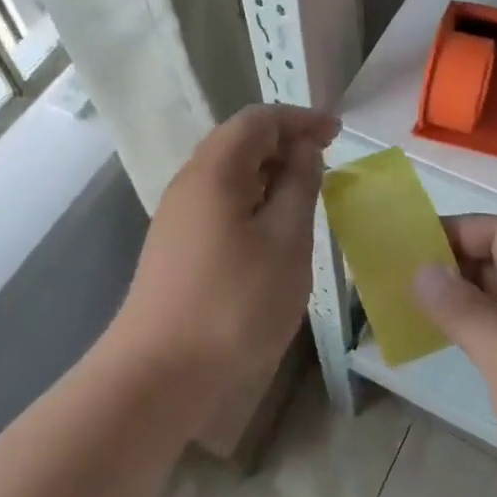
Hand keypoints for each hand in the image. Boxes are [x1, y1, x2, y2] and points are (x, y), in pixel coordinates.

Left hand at [114, 104, 337, 414]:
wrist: (159, 376)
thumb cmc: (234, 304)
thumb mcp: (285, 242)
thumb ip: (298, 187)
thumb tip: (303, 150)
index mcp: (214, 171)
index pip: (257, 120)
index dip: (299, 119)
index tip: (337, 133)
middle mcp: (189, 184)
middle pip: (238, 142)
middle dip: (284, 143)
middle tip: (325, 160)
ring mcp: (178, 218)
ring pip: (228, 175)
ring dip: (269, 173)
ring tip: (306, 193)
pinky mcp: (176, 248)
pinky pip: (220, 204)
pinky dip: (253, 201)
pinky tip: (273, 230)